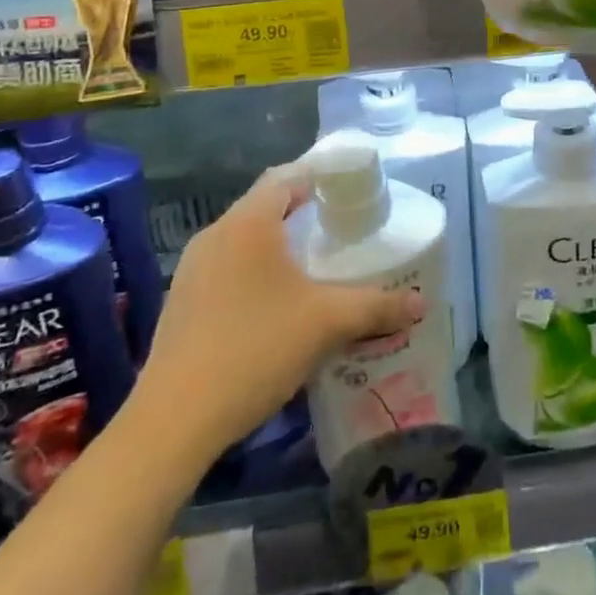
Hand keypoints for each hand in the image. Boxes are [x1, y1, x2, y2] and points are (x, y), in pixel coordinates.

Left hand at [122, 165, 423, 462]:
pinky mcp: (182, 300)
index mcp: (248, 222)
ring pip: (244, 238)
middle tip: (340, 228)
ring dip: (277, 243)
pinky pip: (227, 266)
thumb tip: (420, 303)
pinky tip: (274, 304)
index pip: (287, 176)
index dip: (319, 175)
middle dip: (302, 211)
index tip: (349, 189)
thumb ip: (376, 307)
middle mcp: (217, 233)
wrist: (175, 419)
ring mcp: (193, 267)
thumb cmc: (254, 349)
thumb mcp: (325, 324)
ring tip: (312, 266)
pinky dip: (255, 269)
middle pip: (265, 204)